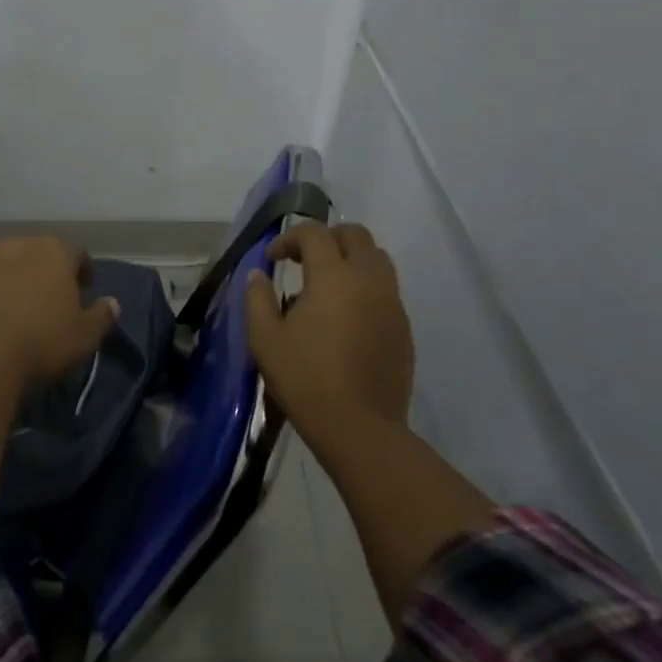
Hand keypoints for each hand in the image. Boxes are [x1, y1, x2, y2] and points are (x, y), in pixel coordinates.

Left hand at [0, 236, 119, 388]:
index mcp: (55, 252)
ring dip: (12, 278)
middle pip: (38, 253)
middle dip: (44, 272)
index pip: (77, 253)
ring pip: (4, 262)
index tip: (83, 292)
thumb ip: (102, 316)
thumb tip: (112, 303)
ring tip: (13, 308)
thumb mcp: (85, 336)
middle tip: (47, 301)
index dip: (82, 271)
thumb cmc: (41, 342)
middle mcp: (19, 244)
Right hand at [246, 222, 414, 458]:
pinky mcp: (404, 327)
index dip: (290, 238)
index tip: (273, 258)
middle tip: (303, 261)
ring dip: (351, 259)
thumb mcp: (265, 339)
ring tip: (326, 285)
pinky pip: (386, 290)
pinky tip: (345, 317)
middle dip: (327, 238)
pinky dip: (365, 287)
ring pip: (377, 259)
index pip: (315, 233)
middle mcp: (369, 280)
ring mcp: (392, 303)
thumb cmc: (305, 379)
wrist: (359, 427)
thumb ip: (258, 298)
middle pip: (356, 235)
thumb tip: (258, 274)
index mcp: (334, 277)